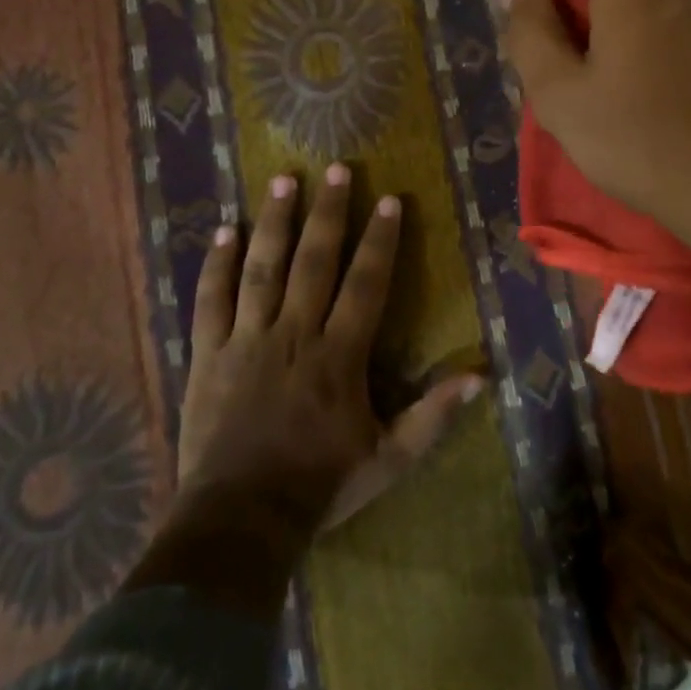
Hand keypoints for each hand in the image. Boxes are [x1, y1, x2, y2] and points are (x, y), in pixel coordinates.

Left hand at [178, 164, 480, 534]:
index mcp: (339, 355)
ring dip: (274, 221)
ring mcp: (247, 340)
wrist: (241, 520)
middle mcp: (295, 334)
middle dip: (329, 212)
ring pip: (262, 268)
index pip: (365, 284)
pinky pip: (211, 300)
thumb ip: (433, 415)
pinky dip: (216, 264)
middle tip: (337, 168)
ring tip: (283, 179)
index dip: (379, 240)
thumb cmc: (320, 485)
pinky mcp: (209, 354)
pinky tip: (223, 229)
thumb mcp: (389, 458)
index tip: (388, 200)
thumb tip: (481, 376)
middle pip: (314, 261)